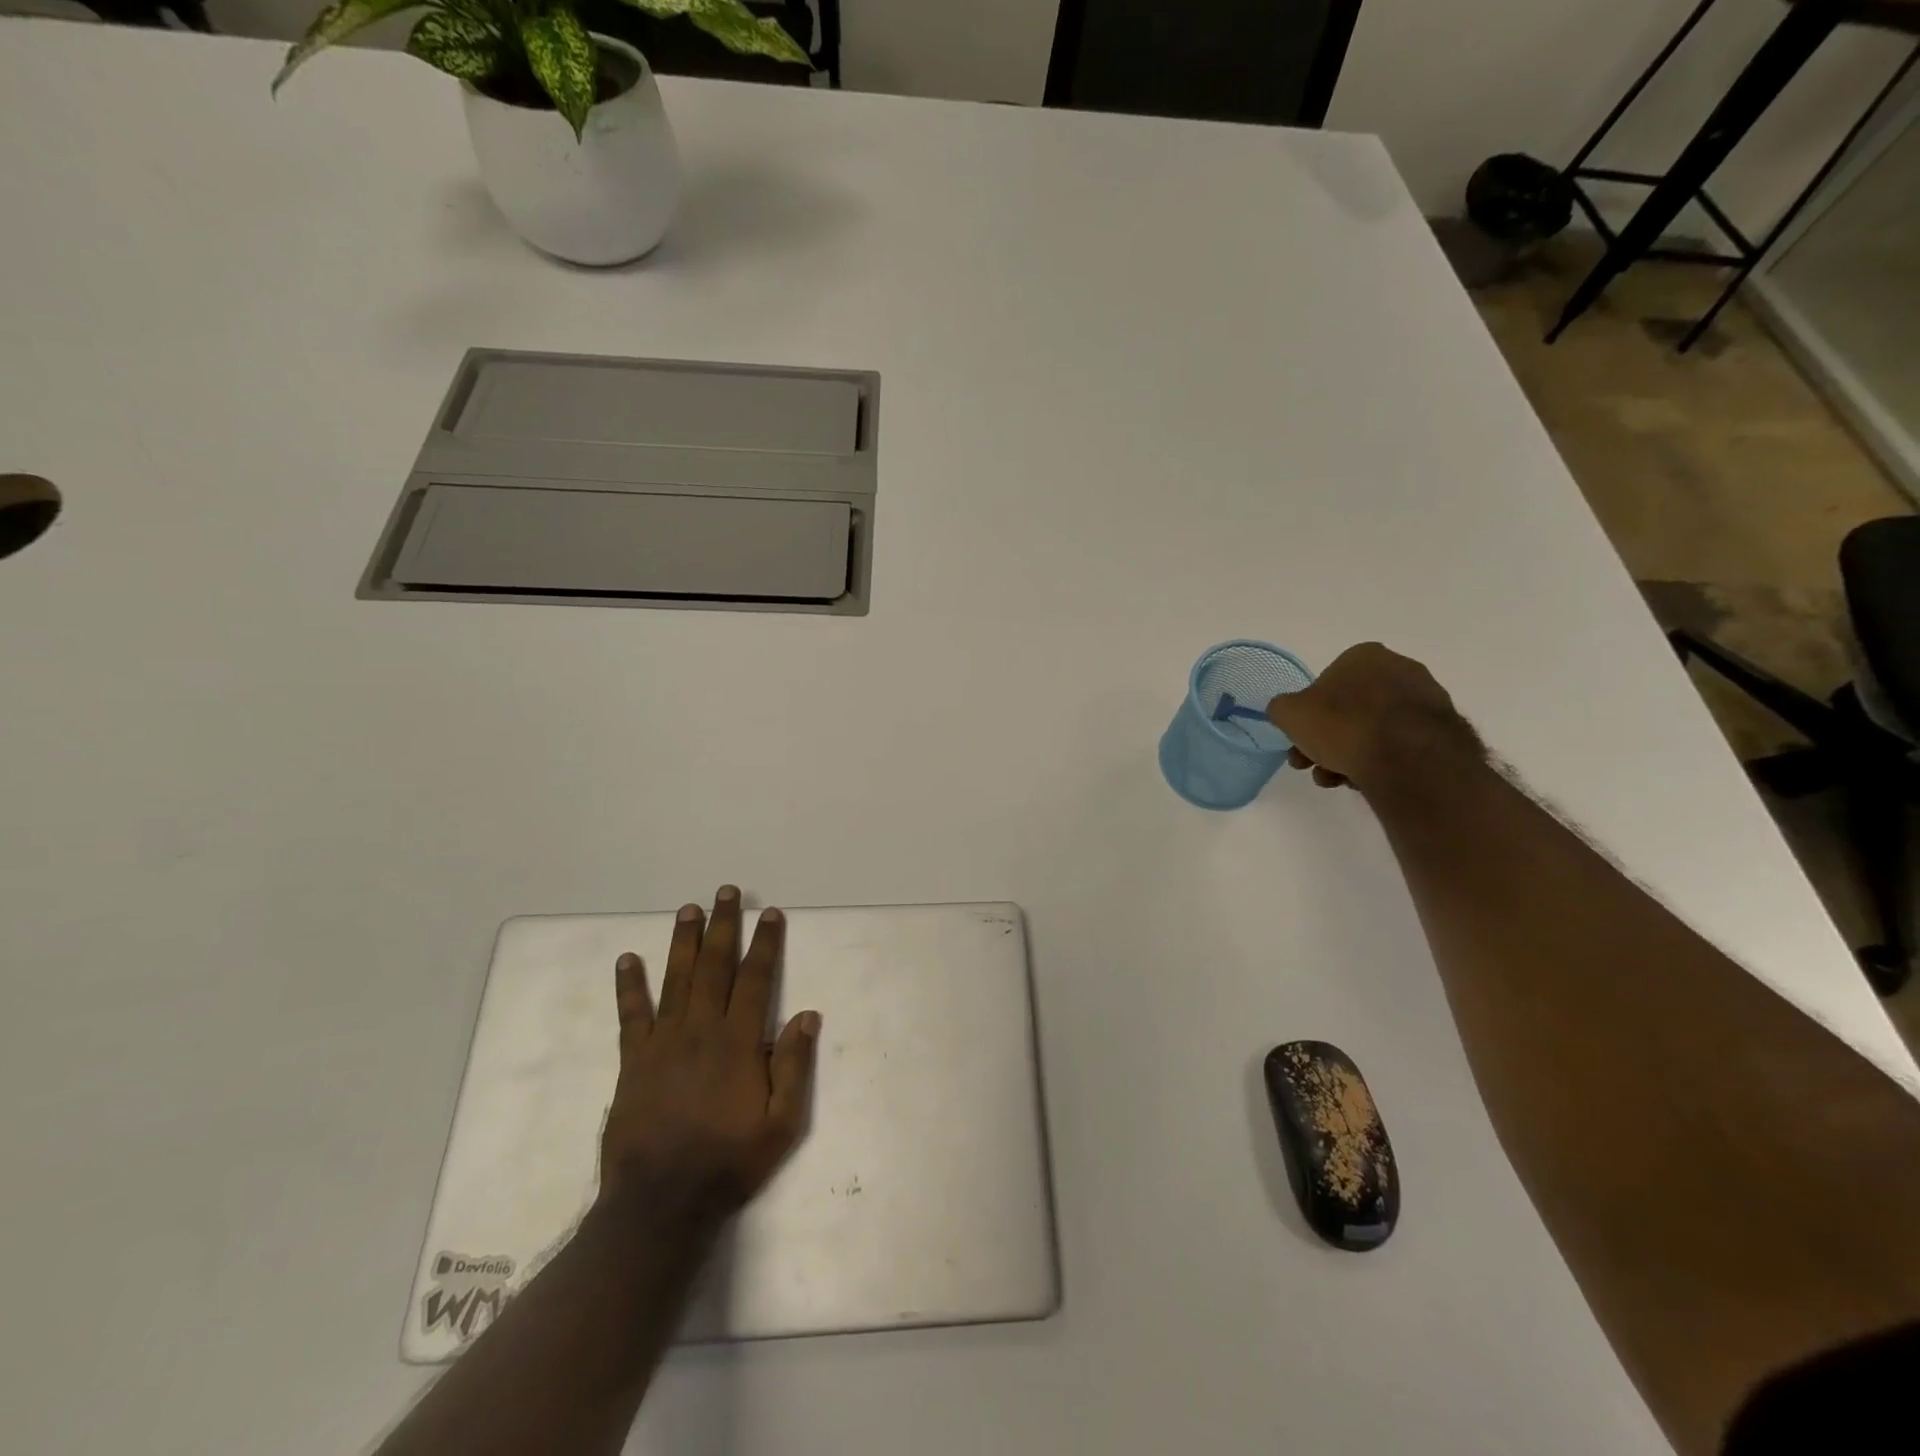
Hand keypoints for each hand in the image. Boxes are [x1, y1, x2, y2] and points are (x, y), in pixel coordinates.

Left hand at [599, 886, 820, 1223]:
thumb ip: (794, 1066)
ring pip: (676, 979)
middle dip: (723, 926)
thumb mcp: (781, 1124)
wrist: (660, 1204)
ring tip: (688, 909)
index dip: (765, 943)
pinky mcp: (634, 1061)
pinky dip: (629, 986)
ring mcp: (663, 1042)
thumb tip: (807, 1015)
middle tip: (725, 892)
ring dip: (683, 941)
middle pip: (714, 966)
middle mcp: (701, 1030)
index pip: (755, 979)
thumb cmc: (729, 1163)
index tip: (770, 914)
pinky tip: (628, 960)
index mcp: (738, 1042)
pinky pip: (631, 1015)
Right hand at [1265, 643, 1479, 790]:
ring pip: (1374, 730)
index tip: (1301, 738)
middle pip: (1350, 709)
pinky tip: (1367, 781)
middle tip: (1312, 765)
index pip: (1326, 682)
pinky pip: (1400, 745)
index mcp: (1364, 656)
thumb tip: (1288, 712)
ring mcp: (1427, 699)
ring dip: (1349, 754)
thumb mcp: (1289, 714)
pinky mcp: (1445, 730)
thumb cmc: (1343, 725)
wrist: (1409, 759)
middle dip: (1326, 739)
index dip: (1309, 713)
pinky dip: (1381, 761)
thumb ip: (1283, 708)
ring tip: (1336, 781)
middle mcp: (1400, 668)